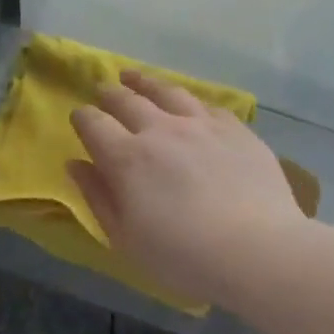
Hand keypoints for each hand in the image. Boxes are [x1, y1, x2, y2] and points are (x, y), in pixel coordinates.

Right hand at [69, 71, 303, 310]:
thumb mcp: (125, 238)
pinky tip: (190, 104)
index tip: (79, 119)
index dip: (82, 118)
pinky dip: (190, 102)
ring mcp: (201, 125)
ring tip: (135, 77)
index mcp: (127, 157)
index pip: (93, 124)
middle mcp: (161, 130)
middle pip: (127, 100)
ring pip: (167, 91)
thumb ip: (98, 197)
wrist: (258, 251)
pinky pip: (208, 105)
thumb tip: (76, 164)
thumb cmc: (182, 256)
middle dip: (110, 94)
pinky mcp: (236, 130)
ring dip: (146, 82)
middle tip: (104, 91)